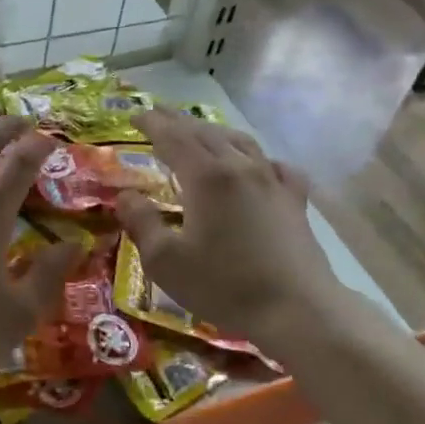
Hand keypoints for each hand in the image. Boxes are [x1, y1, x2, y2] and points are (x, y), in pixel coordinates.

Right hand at [114, 109, 336, 348]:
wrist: (297, 309)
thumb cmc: (224, 286)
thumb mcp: (166, 262)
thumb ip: (142, 224)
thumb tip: (127, 196)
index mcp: (206, 177)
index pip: (173, 138)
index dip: (153, 124)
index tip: (135, 115)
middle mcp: (240, 168)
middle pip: (205, 133)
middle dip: (179, 121)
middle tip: (160, 114)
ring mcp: (273, 182)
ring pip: (240, 142)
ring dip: (215, 132)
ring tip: (201, 133)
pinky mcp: (295, 201)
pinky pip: (275, 166)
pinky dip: (257, 158)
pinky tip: (258, 166)